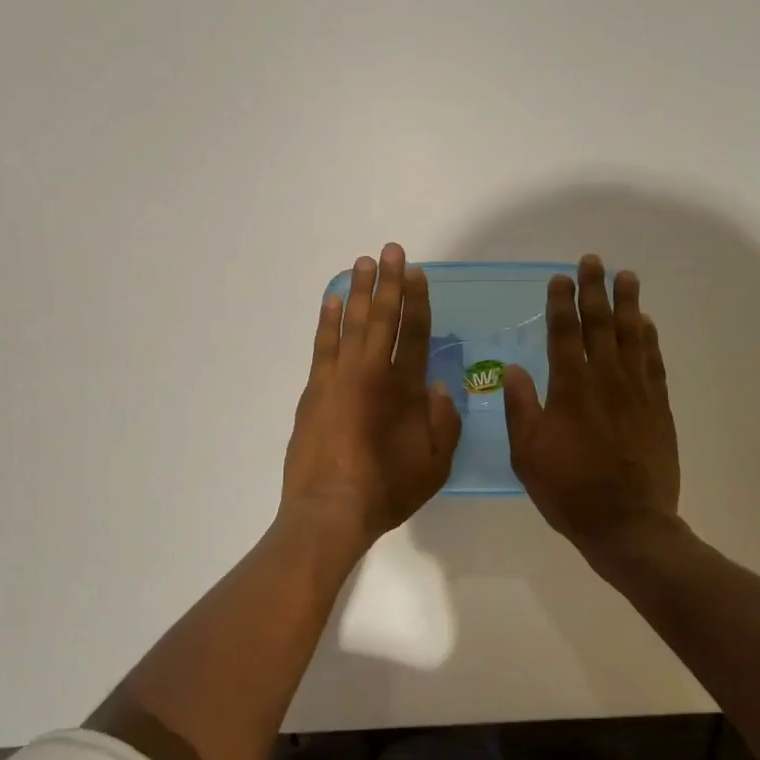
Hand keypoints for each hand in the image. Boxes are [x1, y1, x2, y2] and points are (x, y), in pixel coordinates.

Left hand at [281, 243, 461, 545]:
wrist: (329, 509)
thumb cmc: (387, 490)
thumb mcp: (435, 465)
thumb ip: (444, 422)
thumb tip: (439, 386)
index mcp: (406, 389)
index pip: (415, 333)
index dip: (417, 300)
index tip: (416, 272)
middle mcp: (372, 373)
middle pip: (383, 317)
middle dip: (388, 281)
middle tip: (390, 250)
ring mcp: (339, 377)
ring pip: (352, 323)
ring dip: (360, 291)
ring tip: (363, 263)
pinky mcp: (314, 389)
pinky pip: (323, 344)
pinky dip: (328, 320)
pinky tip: (333, 301)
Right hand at [504, 256, 681, 563]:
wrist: (628, 524)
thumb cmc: (568, 490)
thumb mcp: (527, 453)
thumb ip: (520, 407)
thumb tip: (513, 368)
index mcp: (570, 388)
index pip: (564, 333)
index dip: (561, 303)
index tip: (559, 278)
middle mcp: (605, 380)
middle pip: (600, 324)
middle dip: (594, 290)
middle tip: (593, 261)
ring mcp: (637, 392)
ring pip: (632, 336)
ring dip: (628, 304)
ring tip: (626, 277)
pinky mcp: (658, 408)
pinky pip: (654, 363)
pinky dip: (650, 339)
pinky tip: (647, 323)